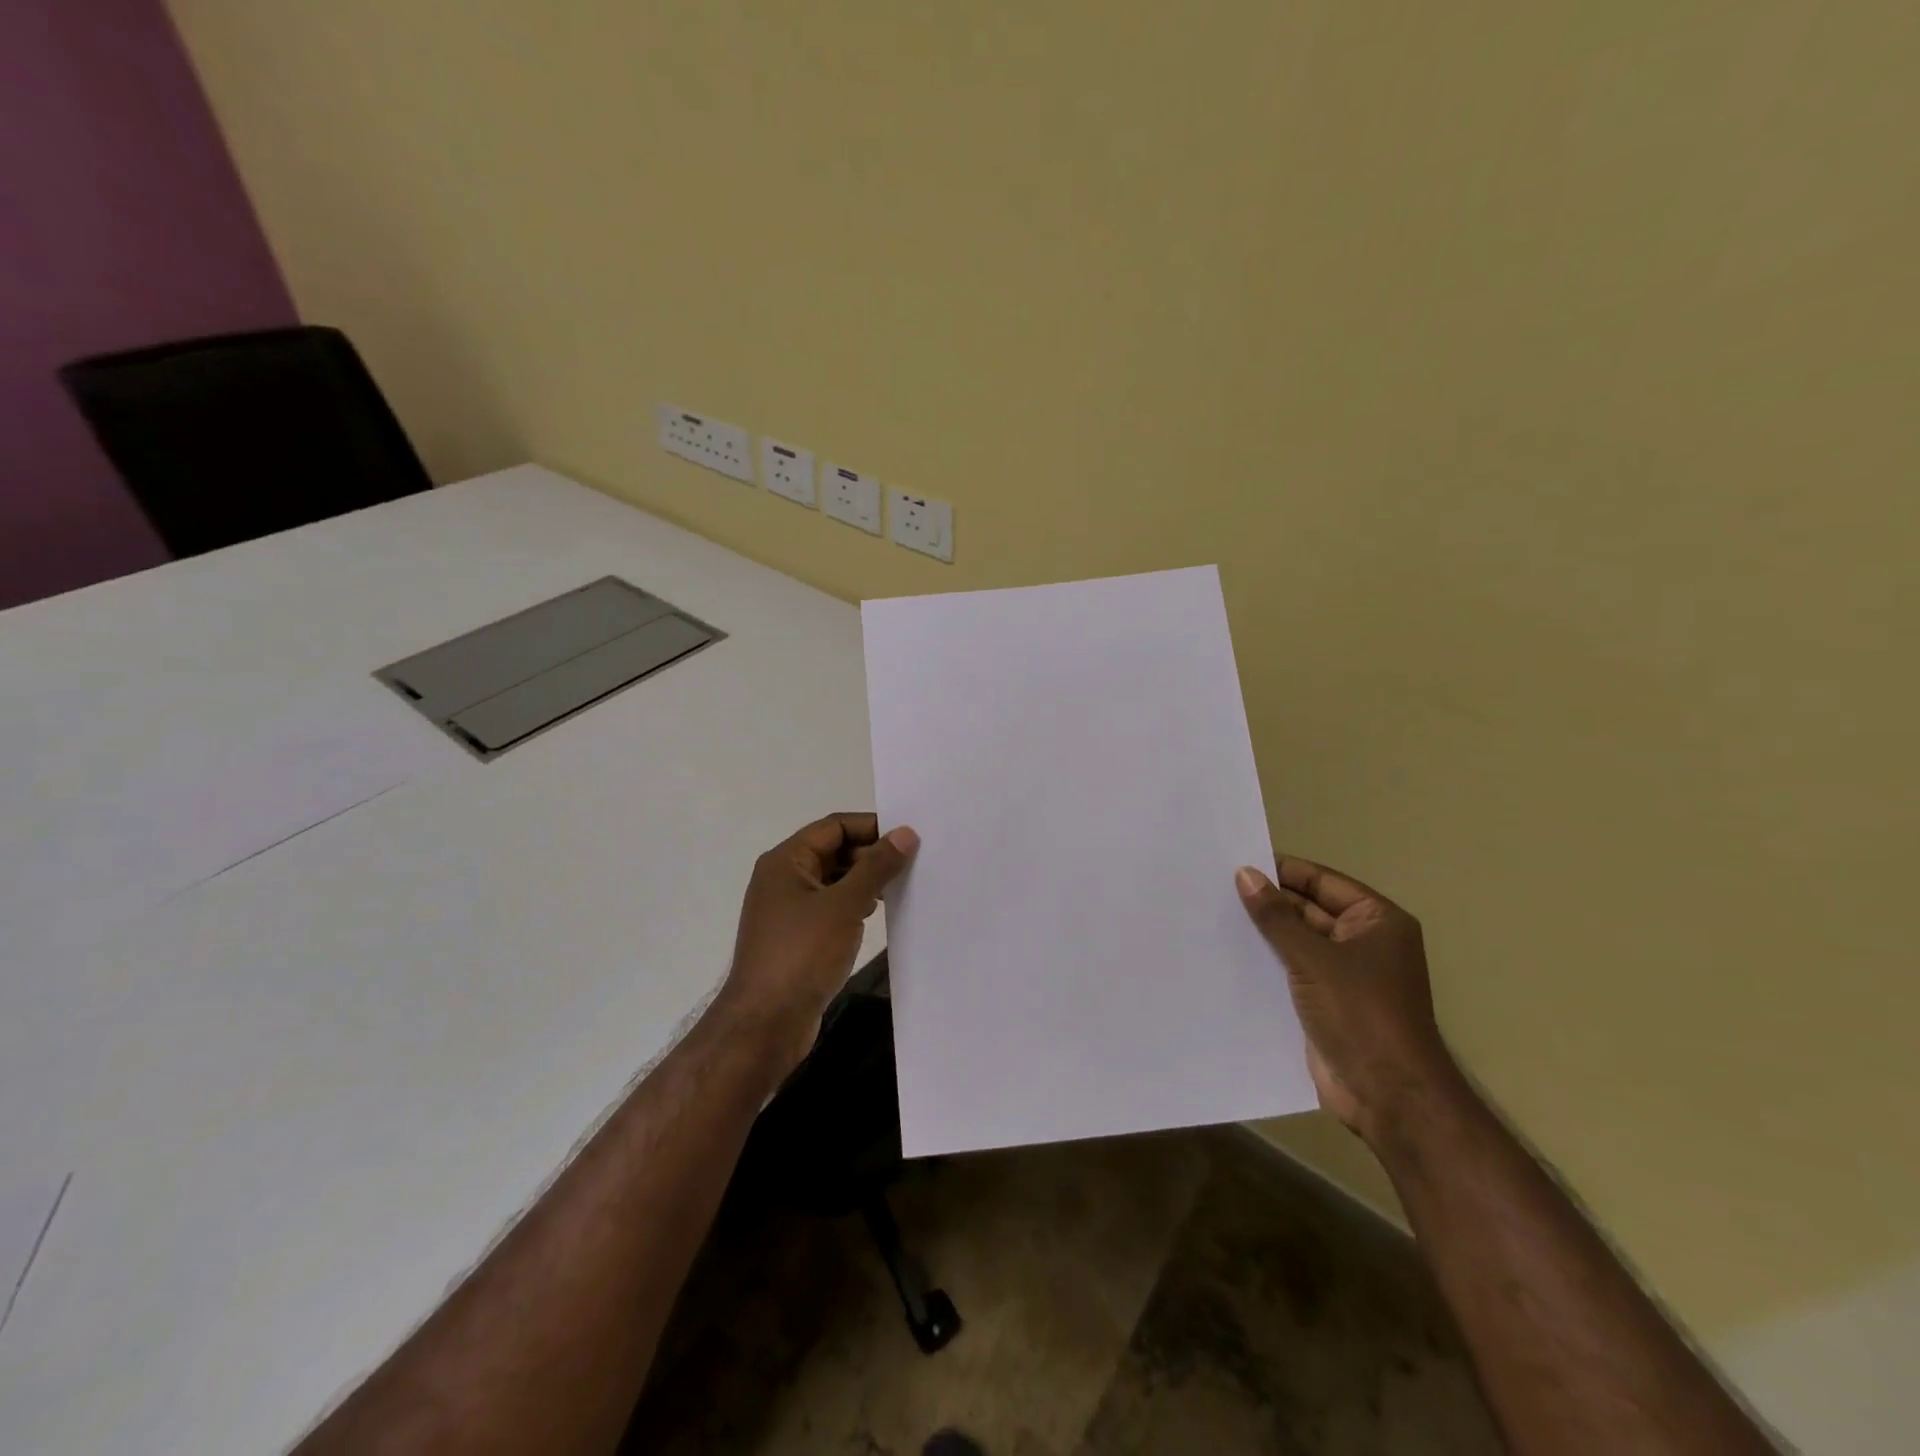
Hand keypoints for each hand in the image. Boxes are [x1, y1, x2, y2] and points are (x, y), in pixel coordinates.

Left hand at [716, 813, 918, 1076]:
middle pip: (834, 851)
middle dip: (871, 854)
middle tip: (914, 861)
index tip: (909, 835)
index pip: (834, 826)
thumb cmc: (802, 955)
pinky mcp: (798, 938)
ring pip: (834, 881)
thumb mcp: (844, 905)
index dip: (871, 827)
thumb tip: (905, 833)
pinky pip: (831, 908)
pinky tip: (879, 913)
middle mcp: (784, 879)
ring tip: (903, 885)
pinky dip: (855, 905)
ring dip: (866, 881)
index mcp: (786, 861)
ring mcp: (789, 910)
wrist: (765, 1024)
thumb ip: (876, 867)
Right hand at [1236, 856, 1458, 1143]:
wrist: (1387, 1095)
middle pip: (1308, 909)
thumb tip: (1244, 874)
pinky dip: (1266, 962)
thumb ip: (1276, 916)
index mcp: (1377, 921)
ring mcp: (1345, 974)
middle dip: (1268, 903)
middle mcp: (1364, 942)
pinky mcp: (1326, 1002)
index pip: (1321, 881)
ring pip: (1297, 941)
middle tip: (1215, 890)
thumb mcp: (1313, 958)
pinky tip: (1228, 955)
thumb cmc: (1360, 1014)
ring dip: (1263, 934)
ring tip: (1213, 917)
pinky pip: (1291, 970)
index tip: (1235, 864)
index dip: (1281, 872)